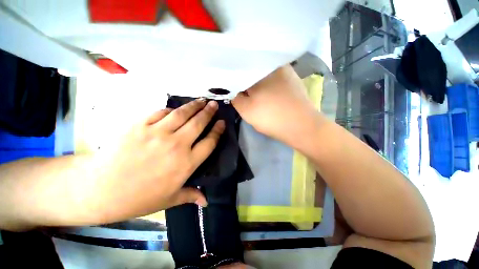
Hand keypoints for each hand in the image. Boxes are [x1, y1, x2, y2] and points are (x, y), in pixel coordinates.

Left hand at [92, 100, 223, 222]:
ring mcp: (158, 133)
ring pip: (182, 114)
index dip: (217, 131)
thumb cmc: (140, 197)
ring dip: (194, 106)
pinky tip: (175, 109)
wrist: (101, 189)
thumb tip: (206, 202)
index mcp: (187, 163)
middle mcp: (177, 145)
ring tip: (201, 100)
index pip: (209, 142)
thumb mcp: (169, 199)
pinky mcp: (140, 125)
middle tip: (214, 104)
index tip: (222, 122)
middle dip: (209, 112)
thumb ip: (191, 195)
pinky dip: (170, 110)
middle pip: (198, 124)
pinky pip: (161, 113)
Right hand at [232, 65, 319, 148]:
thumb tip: (234, 91)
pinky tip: (269, 94)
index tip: (233, 89)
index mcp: (258, 72)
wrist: (302, 126)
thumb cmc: (271, 118)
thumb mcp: (246, 111)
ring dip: (258, 82)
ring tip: (256, 94)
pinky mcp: (293, 79)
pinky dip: (269, 84)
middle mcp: (273, 66)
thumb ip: (235, 98)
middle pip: (253, 70)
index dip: (235, 80)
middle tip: (244, 93)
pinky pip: (275, 78)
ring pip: (264, 74)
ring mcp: (286, 71)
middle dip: (246, 81)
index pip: (240, 71)